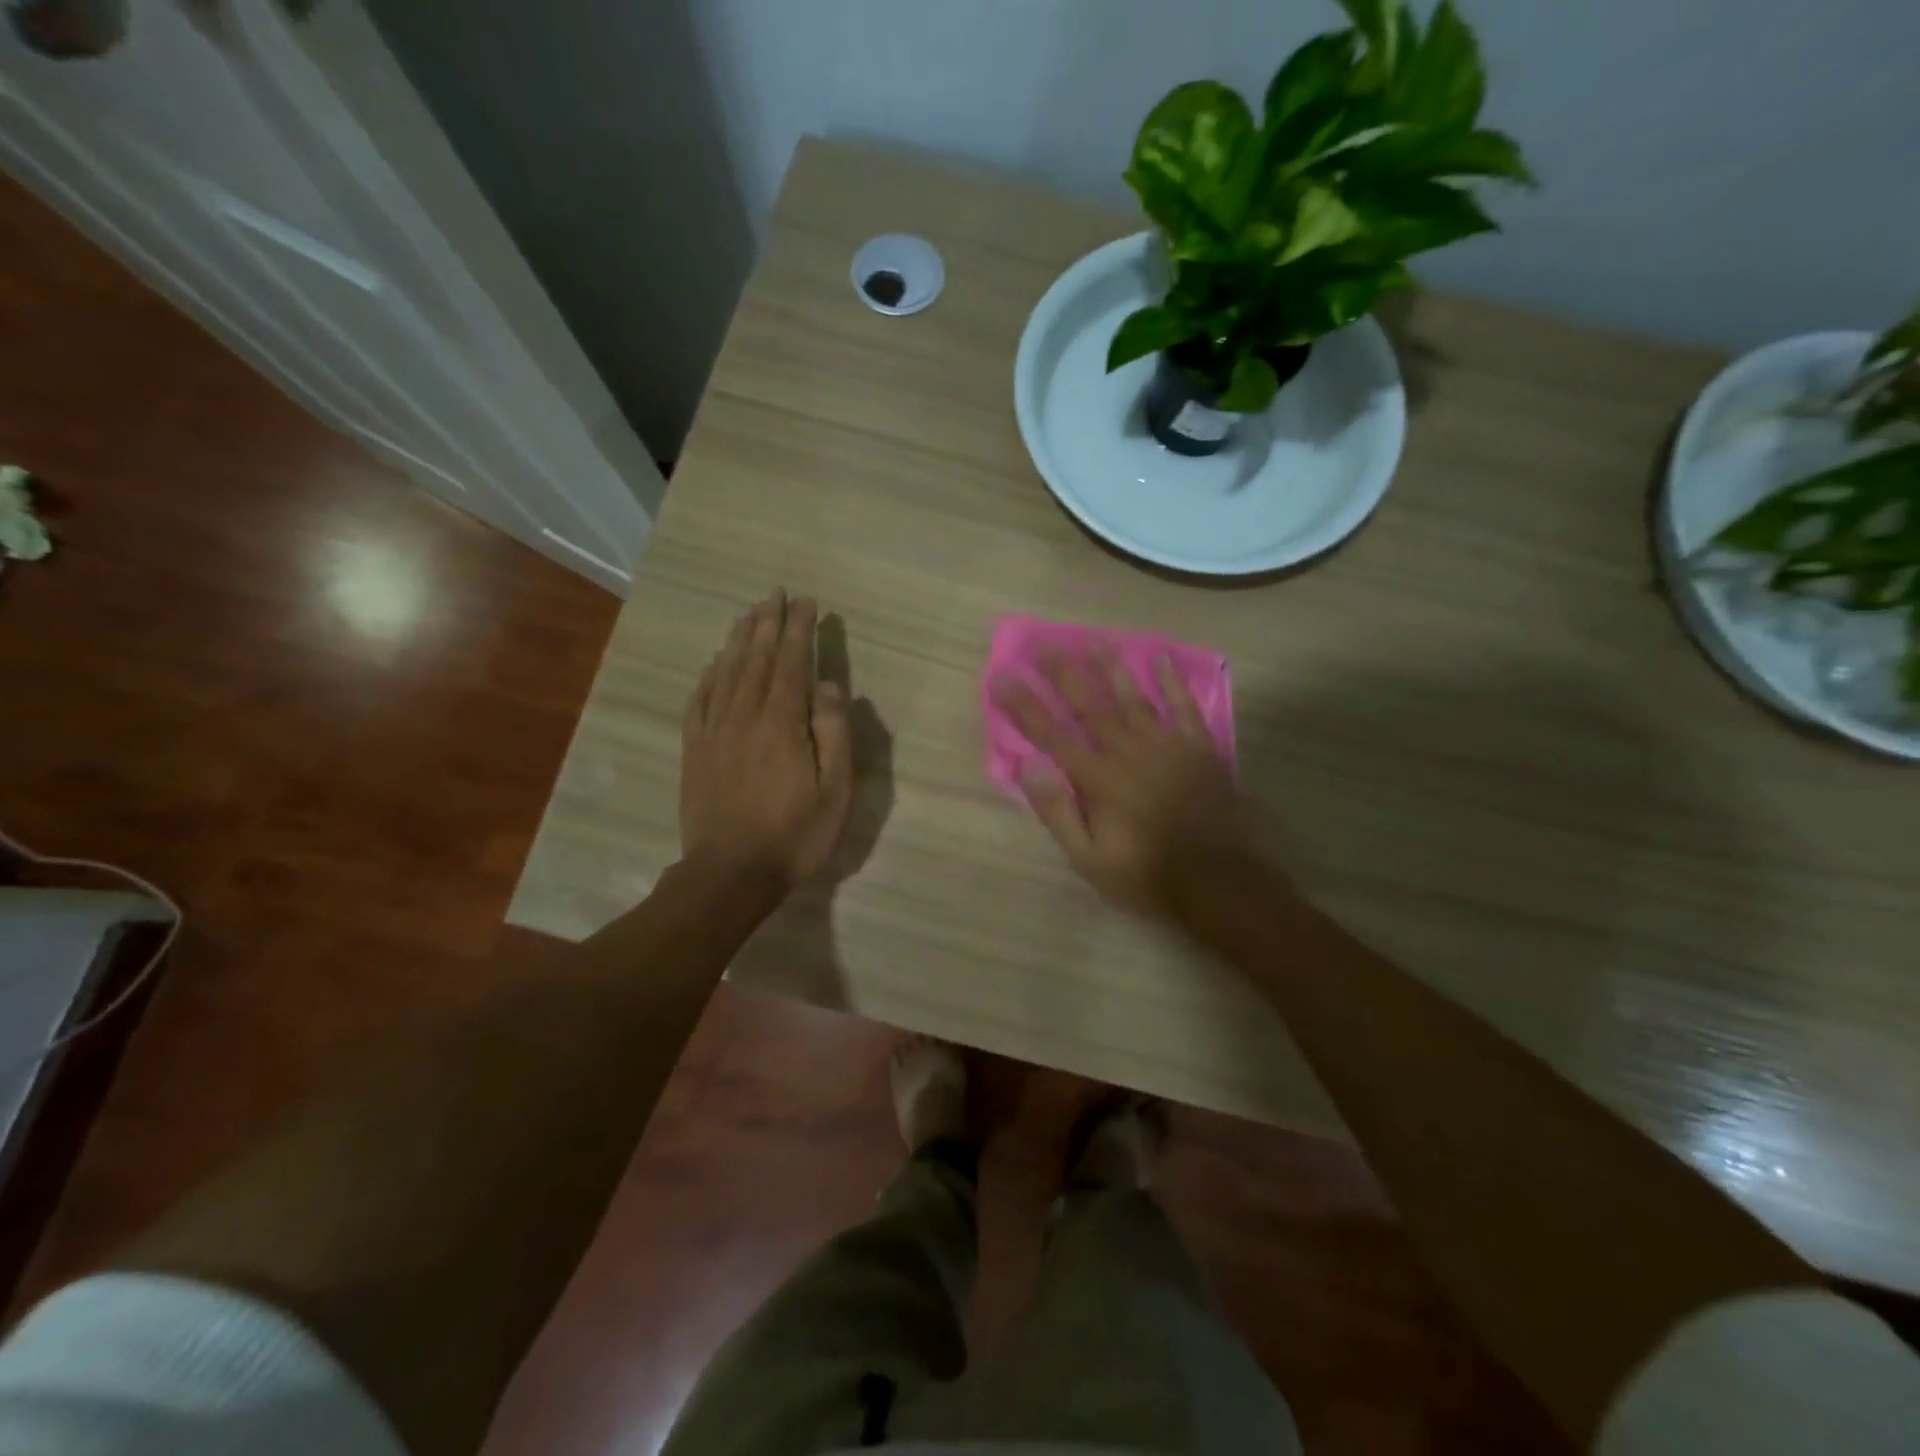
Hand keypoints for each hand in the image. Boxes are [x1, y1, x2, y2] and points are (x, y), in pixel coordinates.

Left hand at [680, 592, 852, 888]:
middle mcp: (744, 716)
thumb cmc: (794, 834)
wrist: (730, 873)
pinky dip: (707, 677)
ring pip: (725, 673)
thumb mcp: (834, 791)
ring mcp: (714, 732)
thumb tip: (831, 686)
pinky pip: (699, 702)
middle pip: (755, 659)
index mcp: (782, 723)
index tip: (805, 602)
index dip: (798, 630)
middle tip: (775, 594)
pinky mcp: (694, 751)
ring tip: (747, 614)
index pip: (791, 663)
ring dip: (738, 640)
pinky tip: (711, 664)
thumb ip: (834, 733)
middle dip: (768, 623)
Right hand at [996, 652, 1249, 919]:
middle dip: (1064, 672)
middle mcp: (1126, 751)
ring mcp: (1166, 745)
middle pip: (1089, 704)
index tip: (1002, 676)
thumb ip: (1057, 810)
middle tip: (1045, 643)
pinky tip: (1161, 659)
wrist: (1218, 881)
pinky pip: (1184, 707)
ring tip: (1093, 639)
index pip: (1050, 733)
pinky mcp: (1198, 749)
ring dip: (1111, 666)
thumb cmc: (1146, 874)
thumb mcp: (1088, 858)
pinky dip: (1172, 682)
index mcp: (1096, 778)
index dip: (1023, 704)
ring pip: (1132, 697)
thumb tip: (1029, 765)